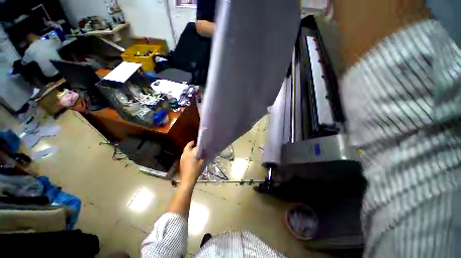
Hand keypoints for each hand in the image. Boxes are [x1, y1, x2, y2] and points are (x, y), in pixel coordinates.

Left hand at [179, 141, 203, 186]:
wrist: (187, 180)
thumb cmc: (195, 170)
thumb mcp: (202, 163)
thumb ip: (204, 156)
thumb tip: (206, 152)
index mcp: (190, 153)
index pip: (194, 146)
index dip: (198, 145)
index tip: (201, 144)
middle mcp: (185, 154)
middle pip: (187, 147)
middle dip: (191, 144)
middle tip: (195, 143)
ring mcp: (182, 158)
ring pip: (185, 151)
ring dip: (189, 149)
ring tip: (194, 150)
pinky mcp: (181, 162)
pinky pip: (185, 155)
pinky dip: (188, 154)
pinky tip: (192, 157)